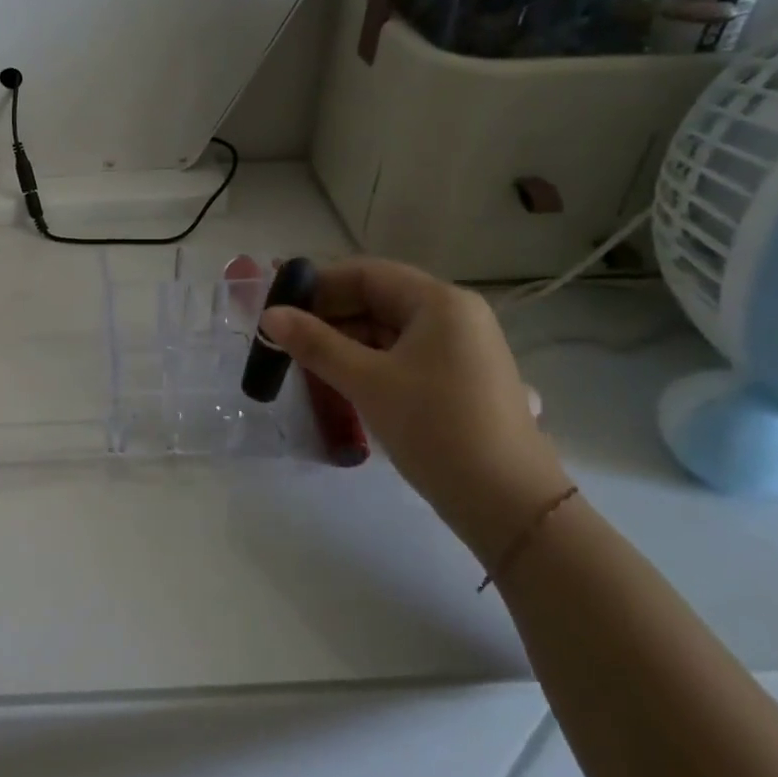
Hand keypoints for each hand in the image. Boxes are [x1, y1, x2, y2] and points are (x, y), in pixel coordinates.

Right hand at [259, 260, 566, 558]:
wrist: (508, 503)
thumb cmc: (435, 428)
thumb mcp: (367, 382)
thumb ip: (315, 344)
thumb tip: (270, 315)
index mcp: (439, 301)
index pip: (366, 273)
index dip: (318, 284)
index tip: (277, 304)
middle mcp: (454, 315)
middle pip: (378, 298)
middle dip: (329, 315)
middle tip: (284, 337)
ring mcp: (461, 348)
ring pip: (389, 329)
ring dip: (345, 340)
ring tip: (303, 361)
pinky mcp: (459, 378)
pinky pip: (403, 354)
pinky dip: (369, 361)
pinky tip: (339, 379)